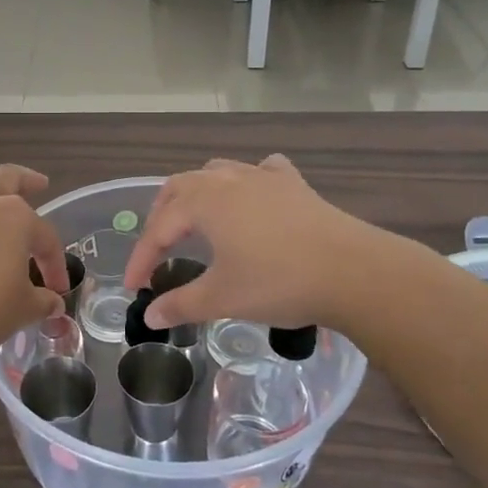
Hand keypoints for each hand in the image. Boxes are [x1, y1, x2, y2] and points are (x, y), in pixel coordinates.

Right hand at [123, 154, 406, 333]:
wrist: (353, 271)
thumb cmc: (279, 283)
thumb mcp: (223, 298)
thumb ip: (181, 304)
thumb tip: (149, 317)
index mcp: (204, 203)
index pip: (159, 228)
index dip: (142, 257)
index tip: (135, 286)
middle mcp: (228, 180)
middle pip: (180, 187)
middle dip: (162, 216)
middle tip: (157, 248)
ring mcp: (264, 178)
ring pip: (217, 172)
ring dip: (197, 193)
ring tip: (195, 219)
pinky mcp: (294, 185)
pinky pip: (262, 171)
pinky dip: (248, 182)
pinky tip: (253, 198)